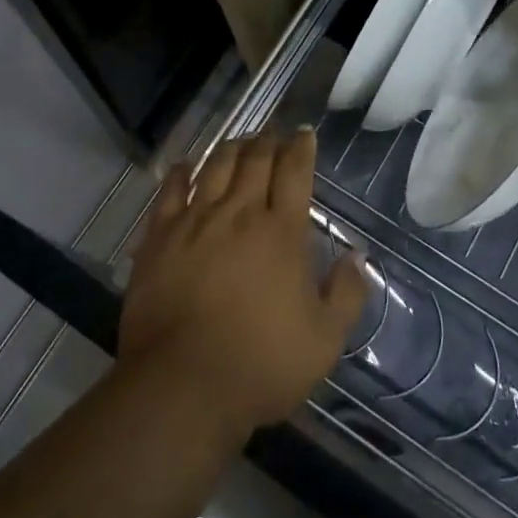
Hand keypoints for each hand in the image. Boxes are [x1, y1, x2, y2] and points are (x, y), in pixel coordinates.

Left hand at [120, 131, 367, 445]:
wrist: (182, 384)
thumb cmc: (261, 364)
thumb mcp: (324, 341)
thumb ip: (347, 294)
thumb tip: (357, 255)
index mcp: (281, 232)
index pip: (294, 173)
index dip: (301, 148)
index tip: (304, 133)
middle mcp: (239, 213)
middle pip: (255, 160)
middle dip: (268, 141)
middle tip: (274, 133)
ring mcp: (195, 221)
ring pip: (216, 167)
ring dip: (231, 148)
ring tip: (239, 141)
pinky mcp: (160, 236)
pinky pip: (171, 191)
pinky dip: (182, 172)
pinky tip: (188, 165)